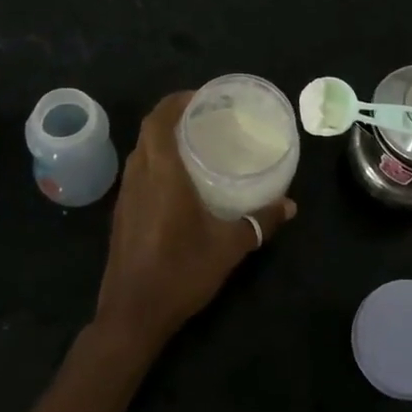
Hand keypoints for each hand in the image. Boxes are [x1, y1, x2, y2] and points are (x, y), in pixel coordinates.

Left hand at [95, 91, 295, 354]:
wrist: (132, 315)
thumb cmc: (180, 273)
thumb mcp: (229, 247)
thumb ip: (260, 222)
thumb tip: (290, 205)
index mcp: (162, 175)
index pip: (159, 120)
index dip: (176, 101)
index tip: (202, 96)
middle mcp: (139, 178)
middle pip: (148, 131)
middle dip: (173, 115)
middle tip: (205, 116)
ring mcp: (126, 197)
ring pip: (140, 152)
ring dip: (162, 138)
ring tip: (195, 142)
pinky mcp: (121, 214)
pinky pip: (138, 172)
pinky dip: (156, 161)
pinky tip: (179, 181)